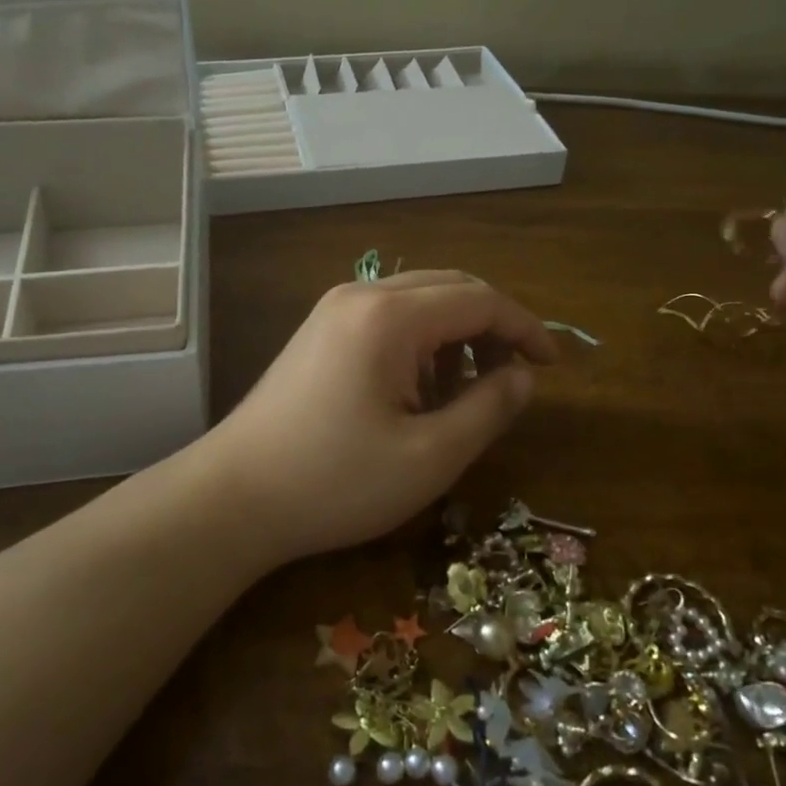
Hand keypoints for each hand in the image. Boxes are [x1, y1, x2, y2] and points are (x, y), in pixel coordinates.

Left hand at [203, 271, 558, 563]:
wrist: (233, 497)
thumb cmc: (336, 482)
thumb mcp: (429, 456)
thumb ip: (488, 408)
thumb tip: (522, 376)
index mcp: (391, 316)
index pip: (480, 300)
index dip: (525, 328)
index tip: (553, 366)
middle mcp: (361, 294)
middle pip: (450, 287)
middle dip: (492, 326)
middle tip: (513, 377)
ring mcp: (333, 310)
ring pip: (418, 300)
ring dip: (455, 334)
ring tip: (463, 393)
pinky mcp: (319, 332)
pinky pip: (387, 318)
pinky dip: (420, 342)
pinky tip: (417, 391)